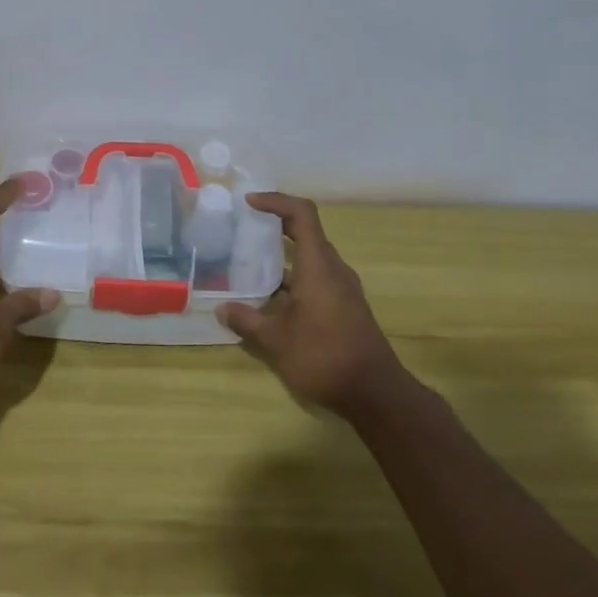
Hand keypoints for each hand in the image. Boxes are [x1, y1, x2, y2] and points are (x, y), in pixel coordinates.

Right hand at [217, 192, 407, 417]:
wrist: (376, 395)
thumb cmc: (324, 356)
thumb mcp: (276, 341)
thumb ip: (247, 320)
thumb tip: (221, 308)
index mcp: (318, 265)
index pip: (301, 214)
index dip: (276, 201)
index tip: (249, 203)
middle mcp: (333, 269)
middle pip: (306, 232)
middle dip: (275, 226)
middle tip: (243, 229)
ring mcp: (342, 289)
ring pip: (310, 258)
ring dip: (282, 257)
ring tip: (250, 264)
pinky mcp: (345, 307)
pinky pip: (316, 278)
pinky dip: (293, 278)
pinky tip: (270, 299)